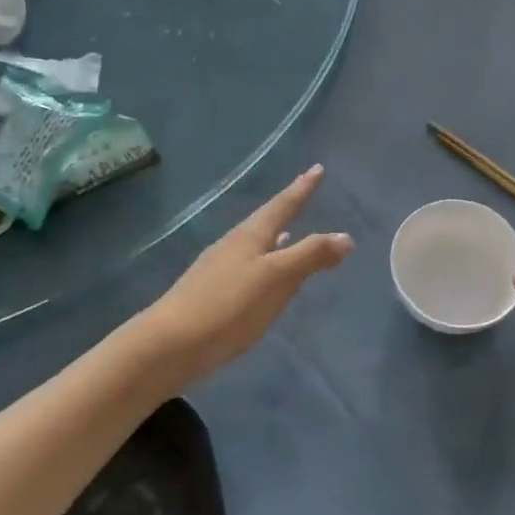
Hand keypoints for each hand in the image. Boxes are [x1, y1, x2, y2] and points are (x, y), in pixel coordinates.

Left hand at [133, 165, 352, 391]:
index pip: (283, 205)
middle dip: (287, 210)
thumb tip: (346, 237)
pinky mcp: (212, 295)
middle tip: (304, 195)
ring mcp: (218, 270)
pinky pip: (248, 270)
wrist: (168, 346)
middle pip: (266, 222)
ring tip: (291, 235)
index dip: (302, 188)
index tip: (317, 168)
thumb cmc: (228, 306)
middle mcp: (233, 246)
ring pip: (256, 246)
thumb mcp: (276, 278)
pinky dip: (265, 266)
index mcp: (250, 236)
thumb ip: (310, 256)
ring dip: (277, 239)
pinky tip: (267, 280)